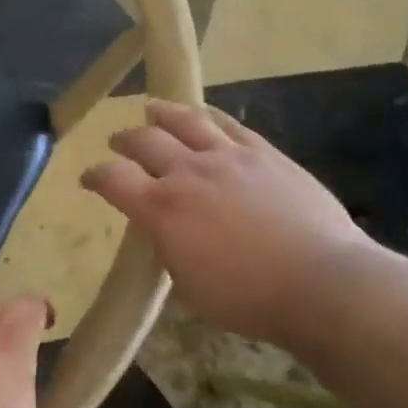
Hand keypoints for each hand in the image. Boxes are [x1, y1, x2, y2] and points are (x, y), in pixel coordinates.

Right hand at [82, 100, 375, 346]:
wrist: (319, 281)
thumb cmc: (248, 297)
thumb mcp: (188, 284)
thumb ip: (167, 247)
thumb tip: (163, 229)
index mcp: (163, 208)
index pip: (113, 179)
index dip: (95, 176)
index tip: (88, 178)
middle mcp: (189, 172)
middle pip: (145, 141)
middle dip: (124, 140)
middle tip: (117, 142)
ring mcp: (228, 156)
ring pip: (186, 121)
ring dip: (162, 114)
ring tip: (152, 110)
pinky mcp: (263, 152)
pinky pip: (229, 124)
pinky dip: (208, 116)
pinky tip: (203, 115)